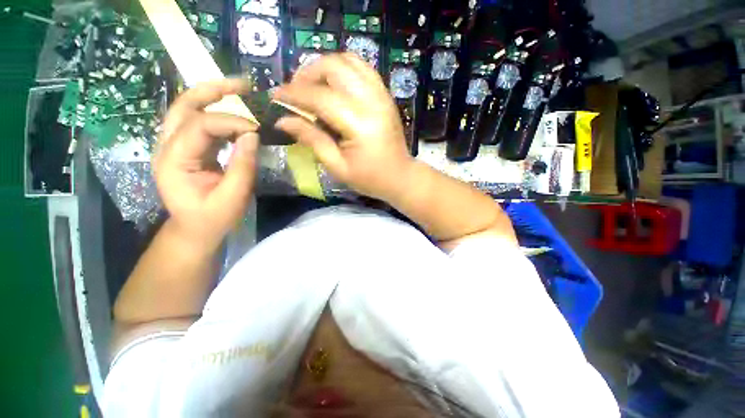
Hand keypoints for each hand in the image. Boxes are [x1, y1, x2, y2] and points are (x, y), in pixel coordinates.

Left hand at [154, 79, 258, 249]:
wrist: (194, 229)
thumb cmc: (213, 218)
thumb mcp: (232, 197)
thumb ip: (242, 166)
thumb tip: (252, 135)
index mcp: (173, 161)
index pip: (199, 126)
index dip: (230, 121)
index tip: (257, 128)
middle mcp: (166, 146)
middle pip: (183, 106)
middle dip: (213, 90)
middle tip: (242, 84)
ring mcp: (173, 145)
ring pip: (188, 109)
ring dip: (213, 96)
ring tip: (240, 91)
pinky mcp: (185, 148)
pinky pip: (198, 122)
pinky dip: (217, 113)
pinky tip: (235, 113)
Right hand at [273, 53, 413, 200]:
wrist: (400, 176)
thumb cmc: (369, 178)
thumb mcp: (337, 166)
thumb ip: (312, 140)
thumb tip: (283, 120)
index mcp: (359, 124)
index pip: (320, 97)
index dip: (294, 94)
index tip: (275, 96)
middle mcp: (372, 102)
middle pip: (334, 67)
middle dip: (307, 73)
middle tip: (295, 91)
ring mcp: (381, 95)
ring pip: (348, 60)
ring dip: (325, 67)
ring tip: (313, 85)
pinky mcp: (385, 95)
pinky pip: (363, 68)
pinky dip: (343, 68)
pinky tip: (334, 84)